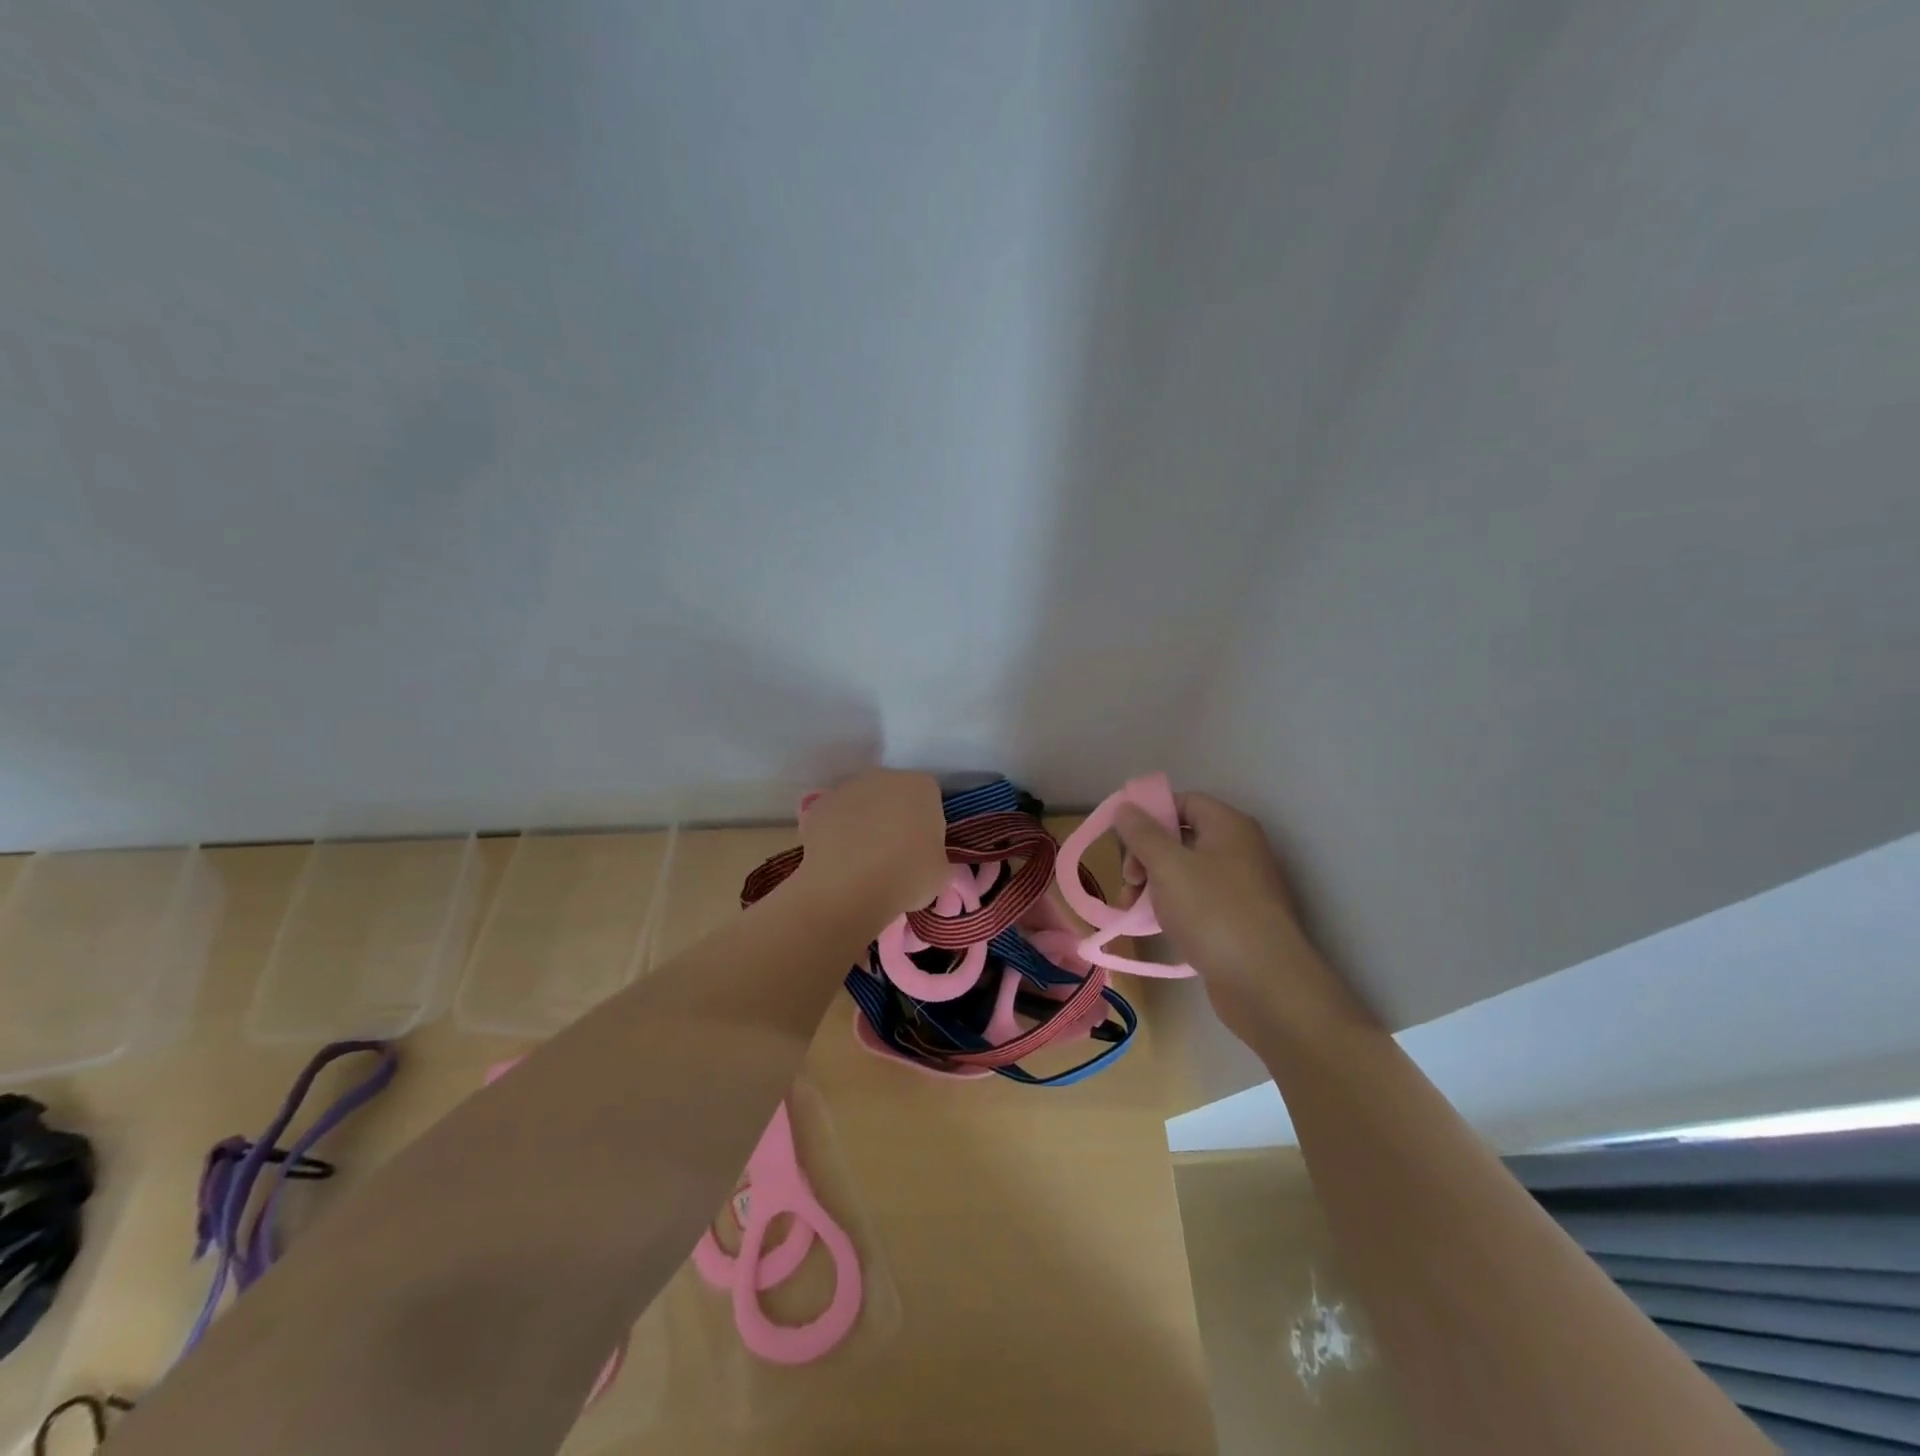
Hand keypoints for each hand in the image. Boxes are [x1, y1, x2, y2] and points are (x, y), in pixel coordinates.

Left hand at [796, 769, 949, 920]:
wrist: (849, 889)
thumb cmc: (907, 877)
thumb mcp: (940, 874)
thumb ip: (936, 856)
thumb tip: (926, 859)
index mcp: (922, 787)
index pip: (930, 798)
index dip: (927, 824)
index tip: (922, 849)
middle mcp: (885, 777)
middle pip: (894, 794)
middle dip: (894, 816)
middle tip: (893, 854)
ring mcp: (848, 788)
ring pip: (862, 803)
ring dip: (864, 822)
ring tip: (862, 860)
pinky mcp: (818, 805)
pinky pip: (835, 817)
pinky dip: (837, 833)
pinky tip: (839, 861)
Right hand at [1113, 792, 1363, 1041]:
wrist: (1264, 982)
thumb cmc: (1212, 911)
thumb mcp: (1167, 865)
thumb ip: (1142, 833)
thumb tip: (1125, 806)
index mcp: (1228, 826)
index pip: (1183, 802)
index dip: (1150, 814)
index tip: (1122, 839)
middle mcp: (1239, 849)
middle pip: (1182, 837)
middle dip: (1147, 855)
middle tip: (1129, 880)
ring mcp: (1242, 887)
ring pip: (1186, 872)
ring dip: (1154, 885)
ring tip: (1132, 909)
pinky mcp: (1239, 920)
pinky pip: (1198, 901)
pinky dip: (1173, 907)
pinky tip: (1155, 926)